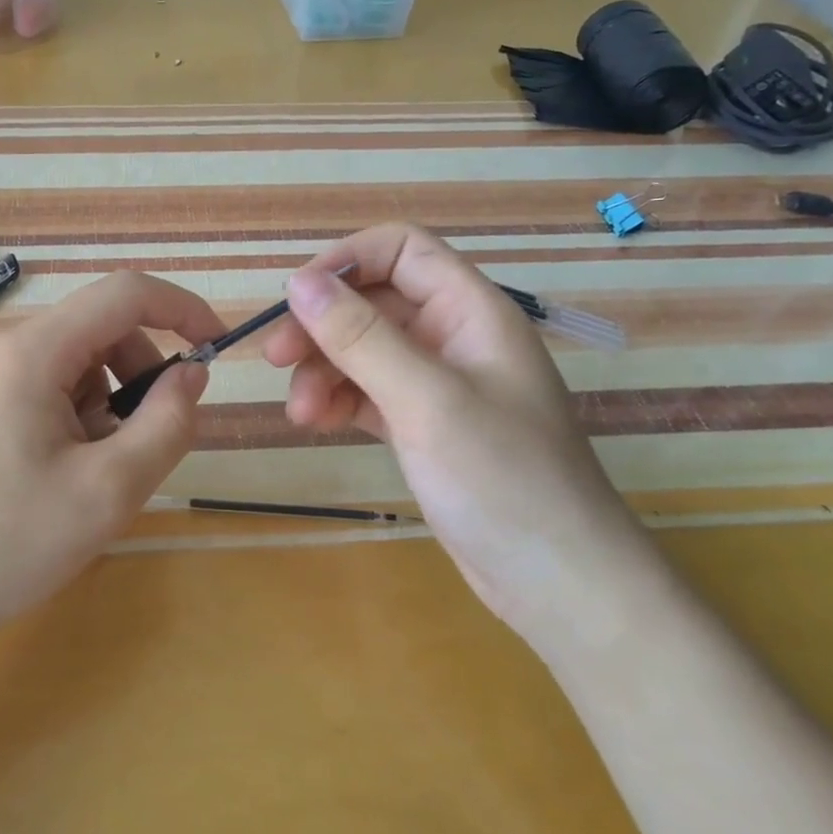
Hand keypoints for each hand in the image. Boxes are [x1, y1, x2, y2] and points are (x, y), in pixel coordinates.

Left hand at [0, 270, 228, 644]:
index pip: (125, 294)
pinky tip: (58, 469)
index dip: (181, 309)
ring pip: (72, 359)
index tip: (216, 346)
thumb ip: (166, 423)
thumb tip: (191, 374)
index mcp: (30, 351)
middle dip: (138, 373)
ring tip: (93, 468)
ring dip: (105, 400)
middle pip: (97, 329)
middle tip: (145, 441)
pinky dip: (72, 411)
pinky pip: (41, 381)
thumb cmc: (7, 543)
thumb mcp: (109, 490)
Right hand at [263, 224, 657, 640]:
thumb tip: (299, 281)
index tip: (296, 297)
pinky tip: (316, 422)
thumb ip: (361, 336)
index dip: (346, 261)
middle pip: (372, 301)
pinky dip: (338, 400)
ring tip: (300, 412)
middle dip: (321, 325)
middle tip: (275, 359)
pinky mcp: (423, 424)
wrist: (557, 583)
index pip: (402, 250)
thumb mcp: (426, 400)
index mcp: (471, 311)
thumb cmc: (502, 478)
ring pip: (363, 349)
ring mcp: (438, 382)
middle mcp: (453, 336)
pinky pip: (368, 391)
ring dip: (323, 370)